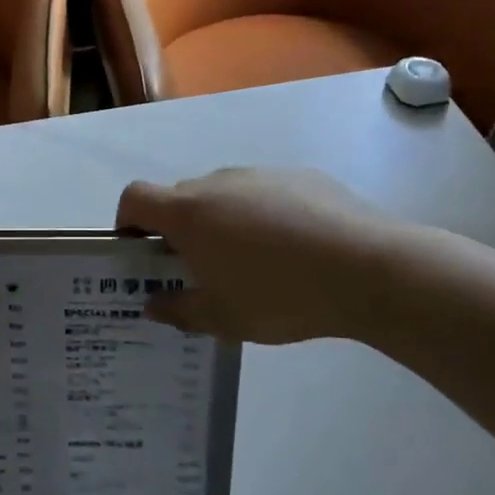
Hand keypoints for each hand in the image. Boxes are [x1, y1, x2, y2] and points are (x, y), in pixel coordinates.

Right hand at [117, 168, 384, 343]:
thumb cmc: (280, 295)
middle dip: (179, 230)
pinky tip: (294, 251)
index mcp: (189, 212)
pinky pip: (264, 193)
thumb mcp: (223, 319)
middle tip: (199, 270)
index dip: (127, 221)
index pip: (135, 198)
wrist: (367, 268)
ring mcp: (261, 175)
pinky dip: (263, 216)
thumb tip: (154, 304)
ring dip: (222, 222)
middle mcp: (218, 183)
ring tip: (253, 264)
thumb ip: (179, 310)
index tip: (140, 251)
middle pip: (181, 198)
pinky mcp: (301, 176)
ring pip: (224, 195)